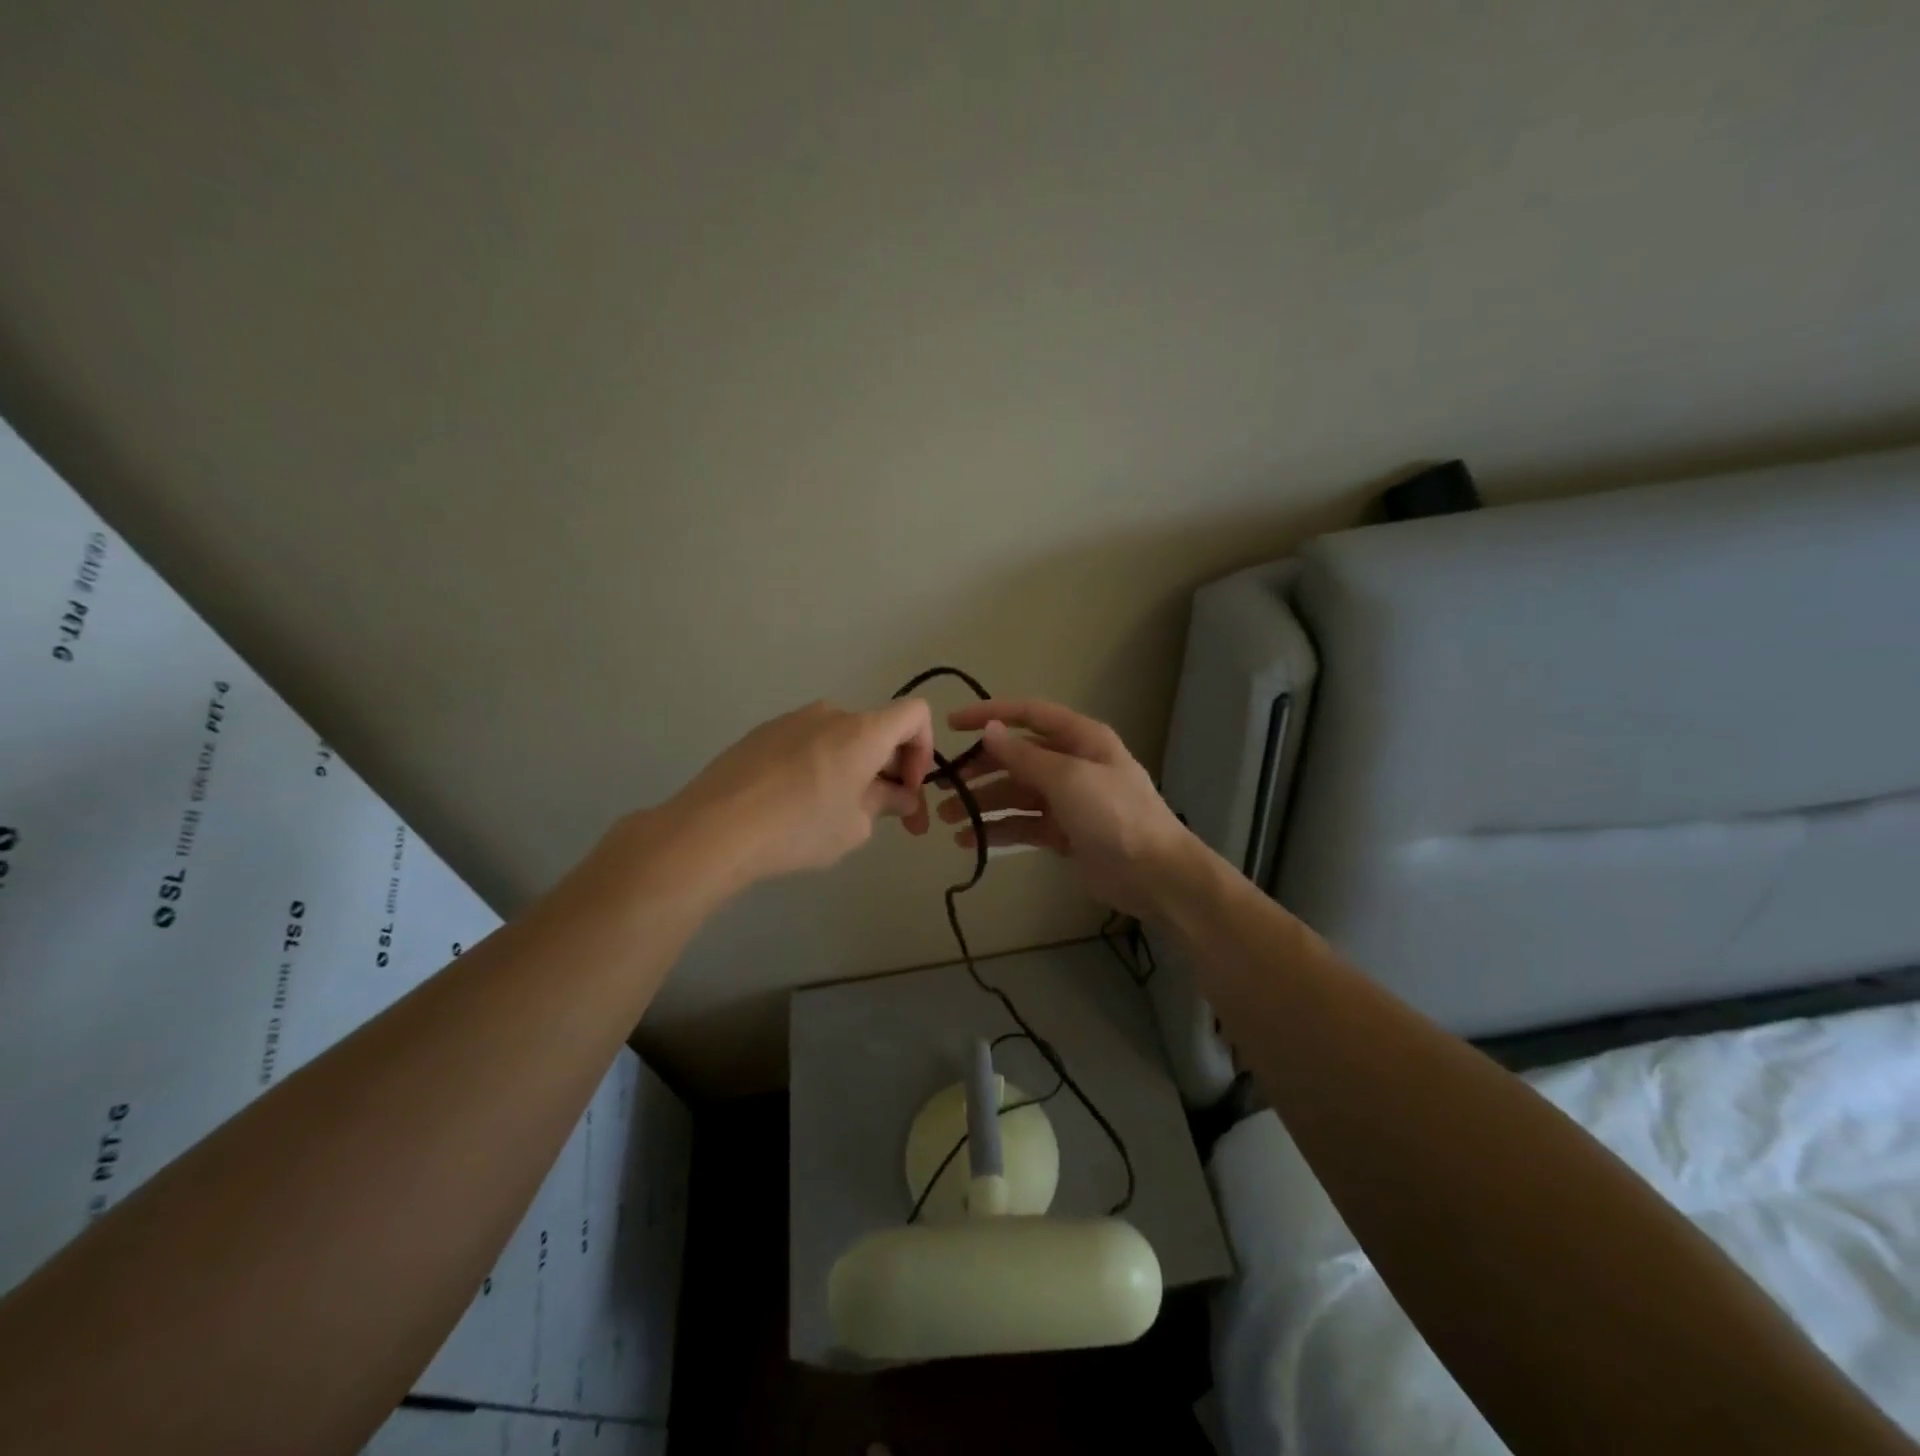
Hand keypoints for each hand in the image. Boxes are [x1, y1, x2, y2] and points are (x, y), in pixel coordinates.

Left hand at [663, 698, 934, 886]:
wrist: (714, 828)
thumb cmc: (799, 828)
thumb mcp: (855, 827)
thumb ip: (886, 804)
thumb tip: (900, 797)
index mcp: (863, 731)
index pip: (916, 714)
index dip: (924, 750)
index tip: (907, 789)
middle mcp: (831, 714)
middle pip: (878, 731)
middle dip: (890, 771)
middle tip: (887, 816)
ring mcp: (792, 720)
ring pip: (841, 739)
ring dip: (854, 769)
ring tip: (836, 814)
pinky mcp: (761, 734)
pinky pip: (808, 745)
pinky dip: (820, 767)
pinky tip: (797, 805)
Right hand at [936, 698, 1196, 919]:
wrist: (1154, 874)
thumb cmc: (1114, 815)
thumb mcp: (1068, 778)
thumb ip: (1024, 756)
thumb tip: (989, 730)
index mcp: (1080, 738)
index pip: (1028, 714)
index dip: (990, 714)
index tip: (952, 724)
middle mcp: (1071, 763)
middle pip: (1016, 757)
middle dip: (979, 769)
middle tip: (941, 785)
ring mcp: (1067, 799)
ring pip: (1015, 793)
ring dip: (982, 803)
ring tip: (946, 819)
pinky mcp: (1063, 832)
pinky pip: (1022, 824)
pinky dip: (997, 829)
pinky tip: (970, 840)